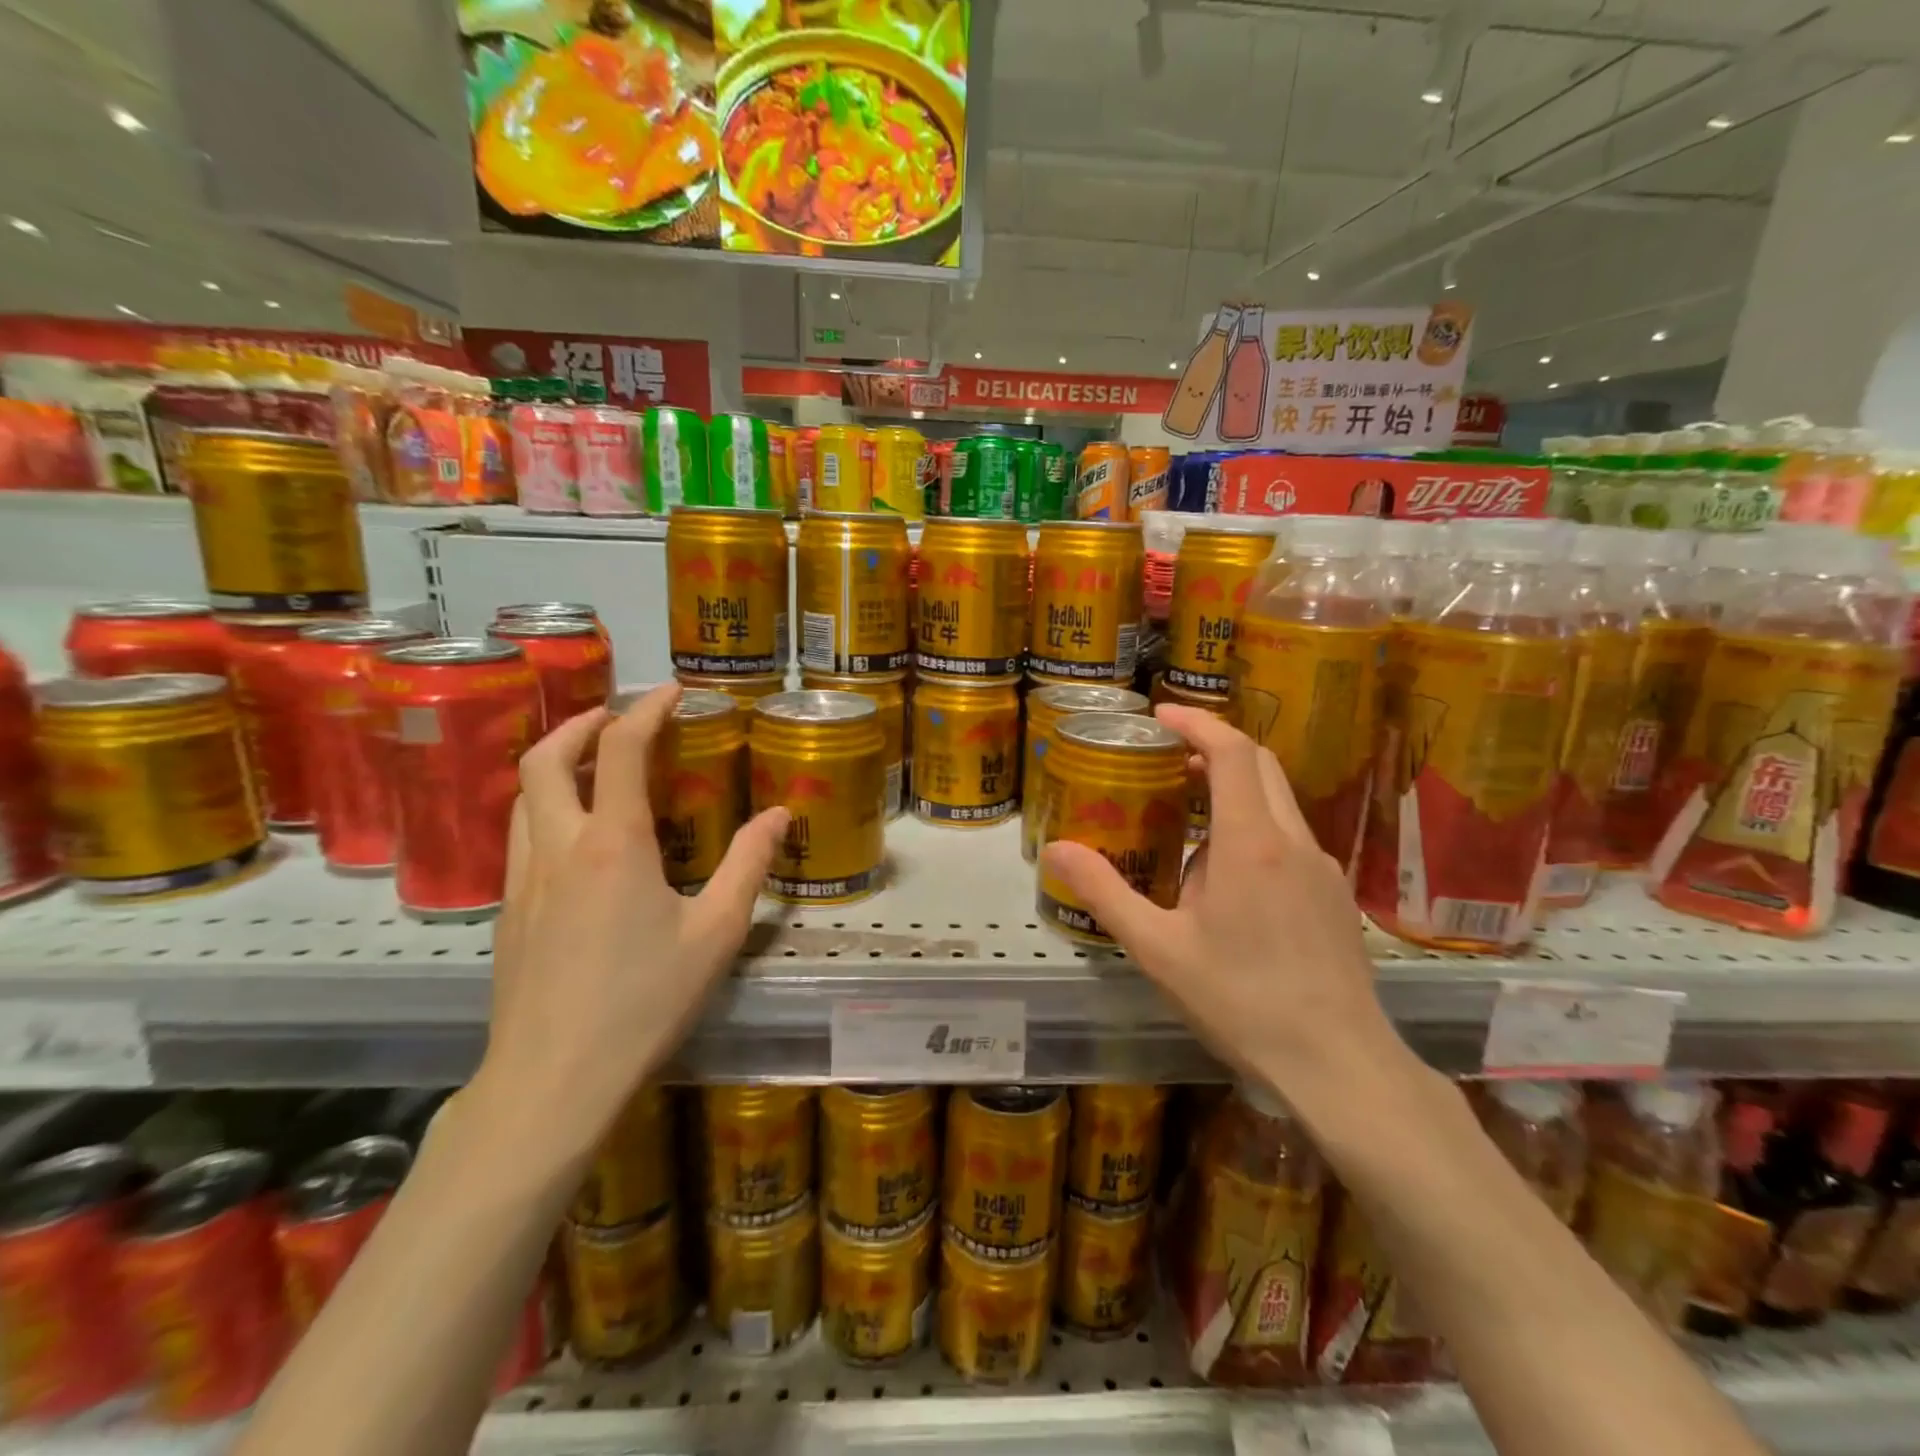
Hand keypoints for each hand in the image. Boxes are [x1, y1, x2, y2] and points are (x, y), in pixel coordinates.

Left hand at [477, 684, 787, 1160]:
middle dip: (581, 723)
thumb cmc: (645, 1003)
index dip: (646, 709)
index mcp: (615, 845)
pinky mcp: (508, 911)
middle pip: (546, 758)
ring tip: (595, 764)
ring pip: (523, 795)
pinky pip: (520, 835)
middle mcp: (560, 847)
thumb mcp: (717, 933)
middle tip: (617, 717)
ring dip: (556, 762)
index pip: (622, 750)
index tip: (671, 691)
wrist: (553, 1080)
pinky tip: (576, 837)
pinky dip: (545, 806)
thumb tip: (780, 815)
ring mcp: (524, 880)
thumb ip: (749, 865)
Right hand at [1038, 705, 1402, 1098]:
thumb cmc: (1241, 1001)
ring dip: (1233, 791)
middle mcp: (1293, 841)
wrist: (1339, 1064)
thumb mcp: (1158, 948)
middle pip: (1260, 765)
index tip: (1160, 716)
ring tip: (1185, 820)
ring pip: (1277, 802)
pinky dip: (1254, 827)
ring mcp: (1322, 868)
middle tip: (1167, 760)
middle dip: (1214, 749)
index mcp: (1251, 843)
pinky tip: (1226, 879)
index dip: (1197, 723)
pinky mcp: (1334, 895)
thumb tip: (1055, 848)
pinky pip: (1289, 838)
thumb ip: (1105, 892)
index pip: (1232, 752)